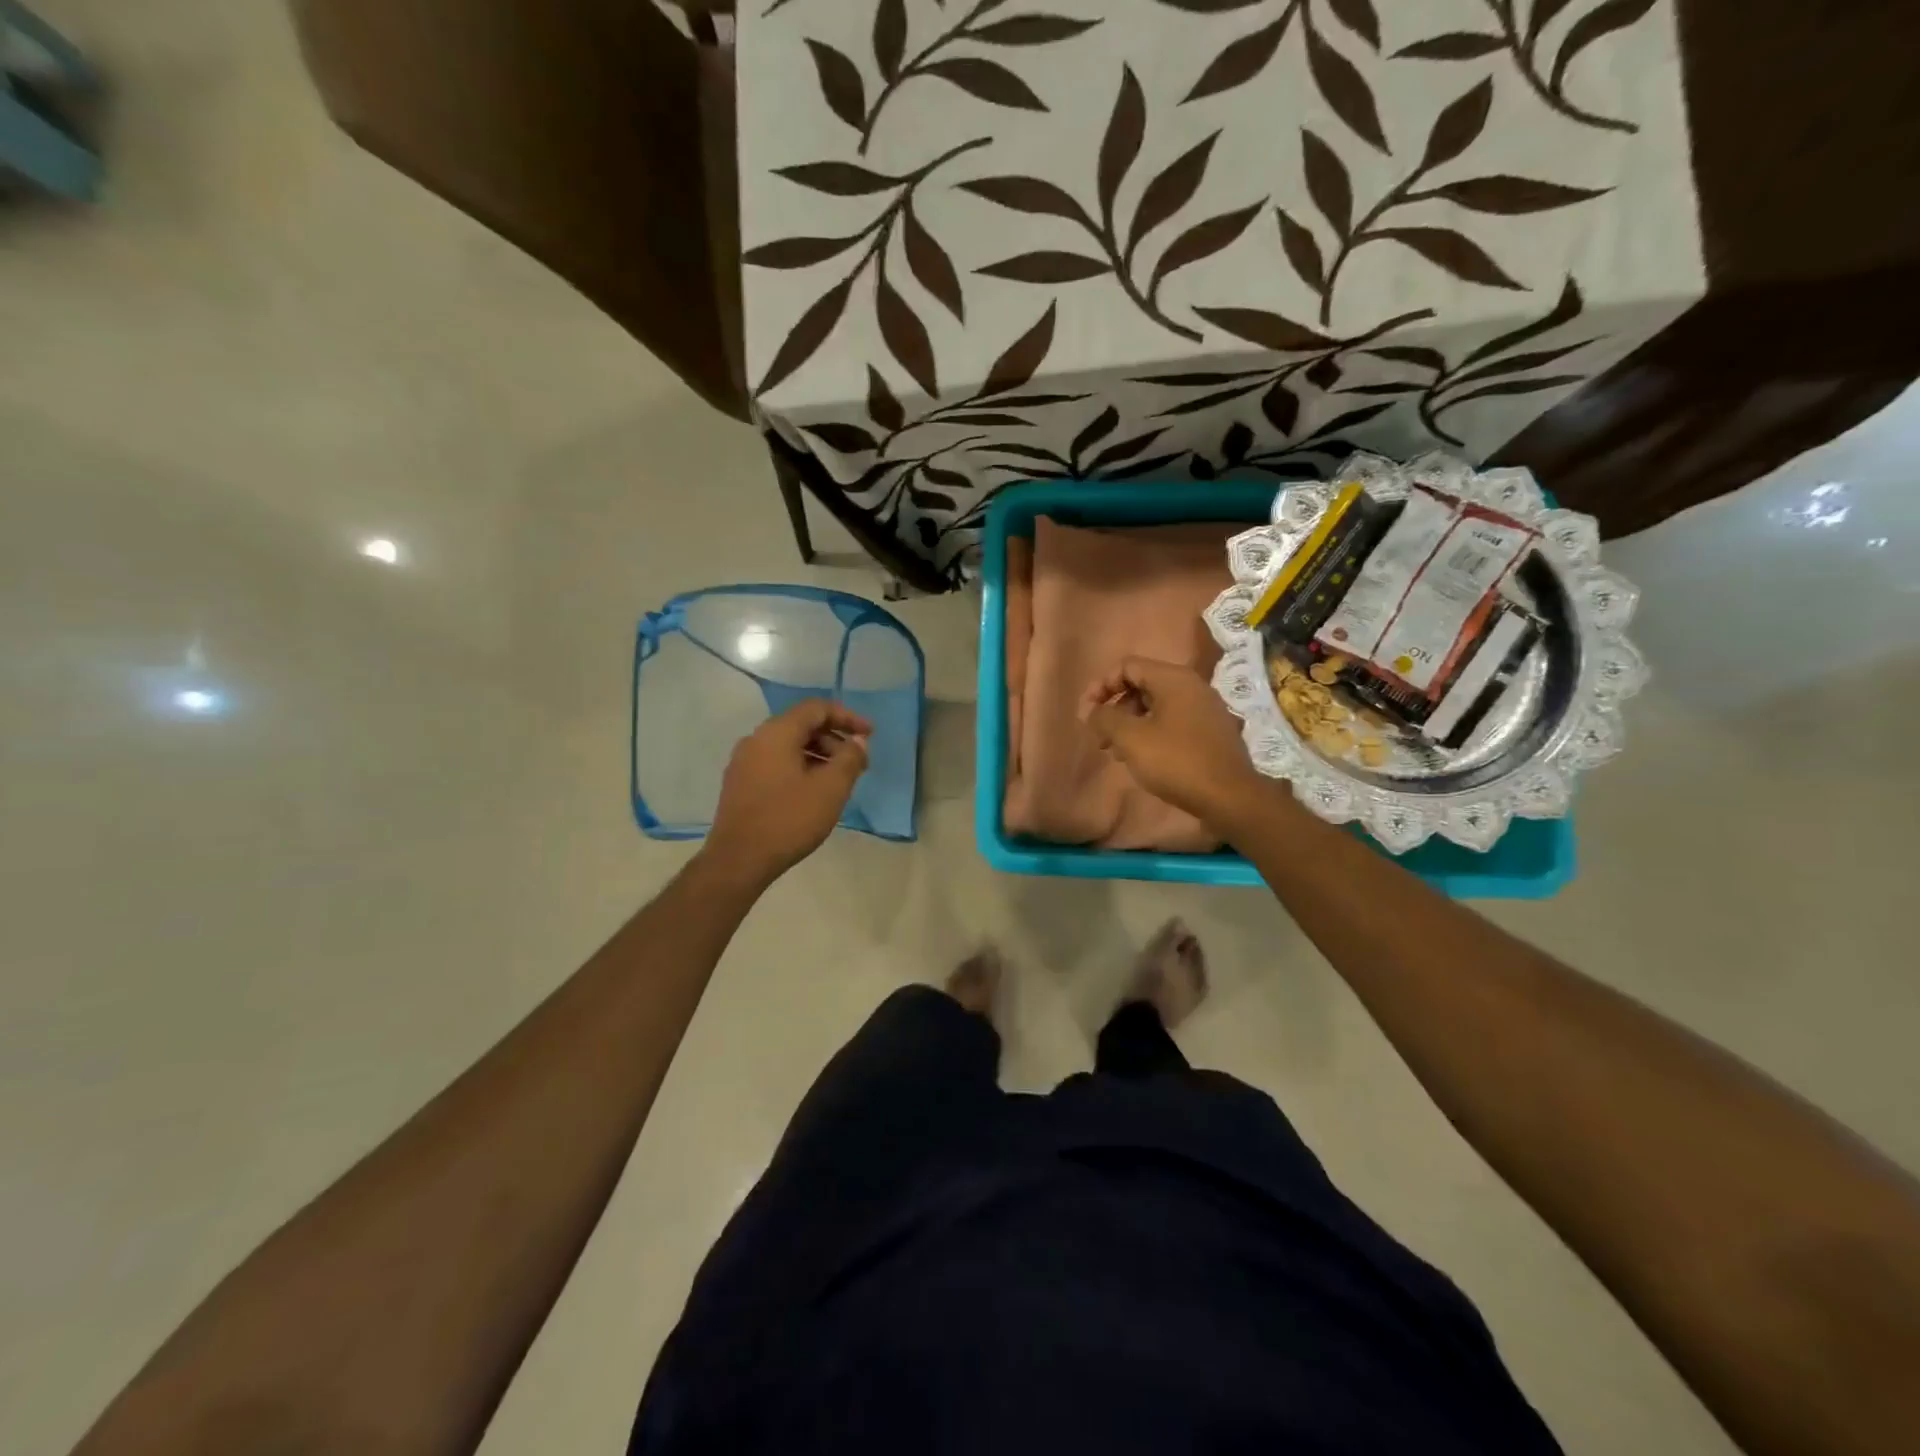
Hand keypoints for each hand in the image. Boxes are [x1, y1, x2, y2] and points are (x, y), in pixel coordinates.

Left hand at [703, 700, 871, 885]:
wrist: (739, 859)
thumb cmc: (789, 819)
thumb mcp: (831, 788)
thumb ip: (850, 759)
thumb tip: (858, 742)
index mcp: (777, 733)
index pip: (816, 709)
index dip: (847, 717)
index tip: (870, 734)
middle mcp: (756, 739)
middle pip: (802, 726)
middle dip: (834, 740)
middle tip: (857, 763)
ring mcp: (744, 762)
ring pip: (789, 746)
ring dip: (818, 756)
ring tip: (839, 781)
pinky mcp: (740, 784)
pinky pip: (776, 763)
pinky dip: (800, 768)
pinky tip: (813, 793)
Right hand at [1080, 657, 1271, 831]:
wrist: (1230, 797)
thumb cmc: (1176, 761)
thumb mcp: (1131, 739)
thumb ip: (1104, 718)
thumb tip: (1090, 710)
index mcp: (1174, 679)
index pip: (1127, 666)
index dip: (1101, 686)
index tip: (1087, 713)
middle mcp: (1192, 686)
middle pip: (1142, 685)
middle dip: (1115, 708)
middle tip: (1100, 737)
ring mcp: (1205, 709)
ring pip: (1157, 706)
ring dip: (1131, 724)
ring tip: (1117, 752)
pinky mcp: (1211, 732)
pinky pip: (1173, 722)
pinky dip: (1152, 733)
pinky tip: (1143, 759)